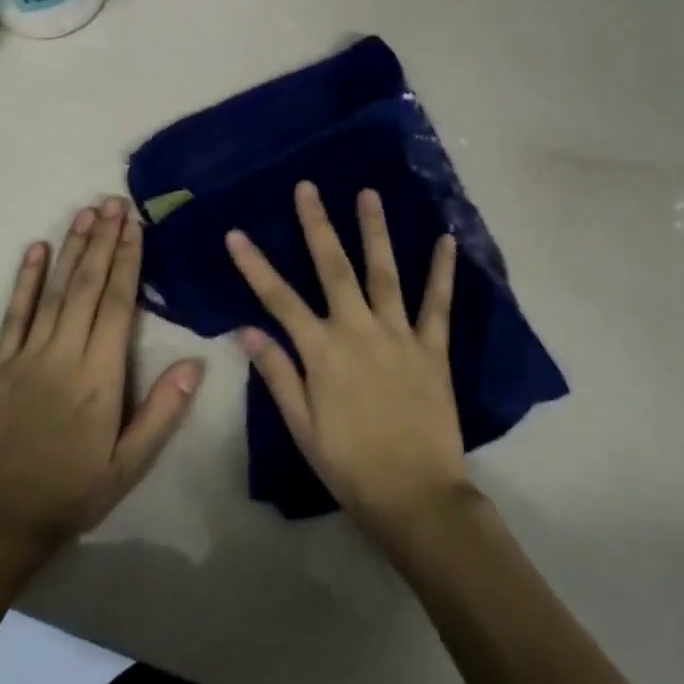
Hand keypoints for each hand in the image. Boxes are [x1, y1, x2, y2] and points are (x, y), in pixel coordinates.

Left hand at [0, 198, 203, 560]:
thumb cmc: (72, 492)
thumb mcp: (130, 465)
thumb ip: (162, 412)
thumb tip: (197, 363)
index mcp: (100, 377)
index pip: (118, 305)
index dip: (128, 261)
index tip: (135, 225)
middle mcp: (64, 355)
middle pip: (87, 286)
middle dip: (103, 241)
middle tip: (113, 201)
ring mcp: (27, 356)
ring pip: (54, 291)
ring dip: (72, 249)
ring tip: (86, 213)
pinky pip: (14, 314)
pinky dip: (25, 280)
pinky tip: (35, 249)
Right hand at [226, 182, 474, 545]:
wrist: (415, 496)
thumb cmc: (349, 466)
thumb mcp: (302, 427)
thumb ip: (277, 374)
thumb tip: (247, 330)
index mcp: (322, 352)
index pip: (279, 299)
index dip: (255, 265)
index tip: (236, 234)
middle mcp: (358, 331)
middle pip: (334, 268)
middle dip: (317, 225)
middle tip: (309, 187)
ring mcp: (399, 336)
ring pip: (384, 273)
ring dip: (375, 231)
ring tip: (369, 193)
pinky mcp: (432, 349)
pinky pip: (438, 304)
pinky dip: (442, 271)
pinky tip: (446, 240)